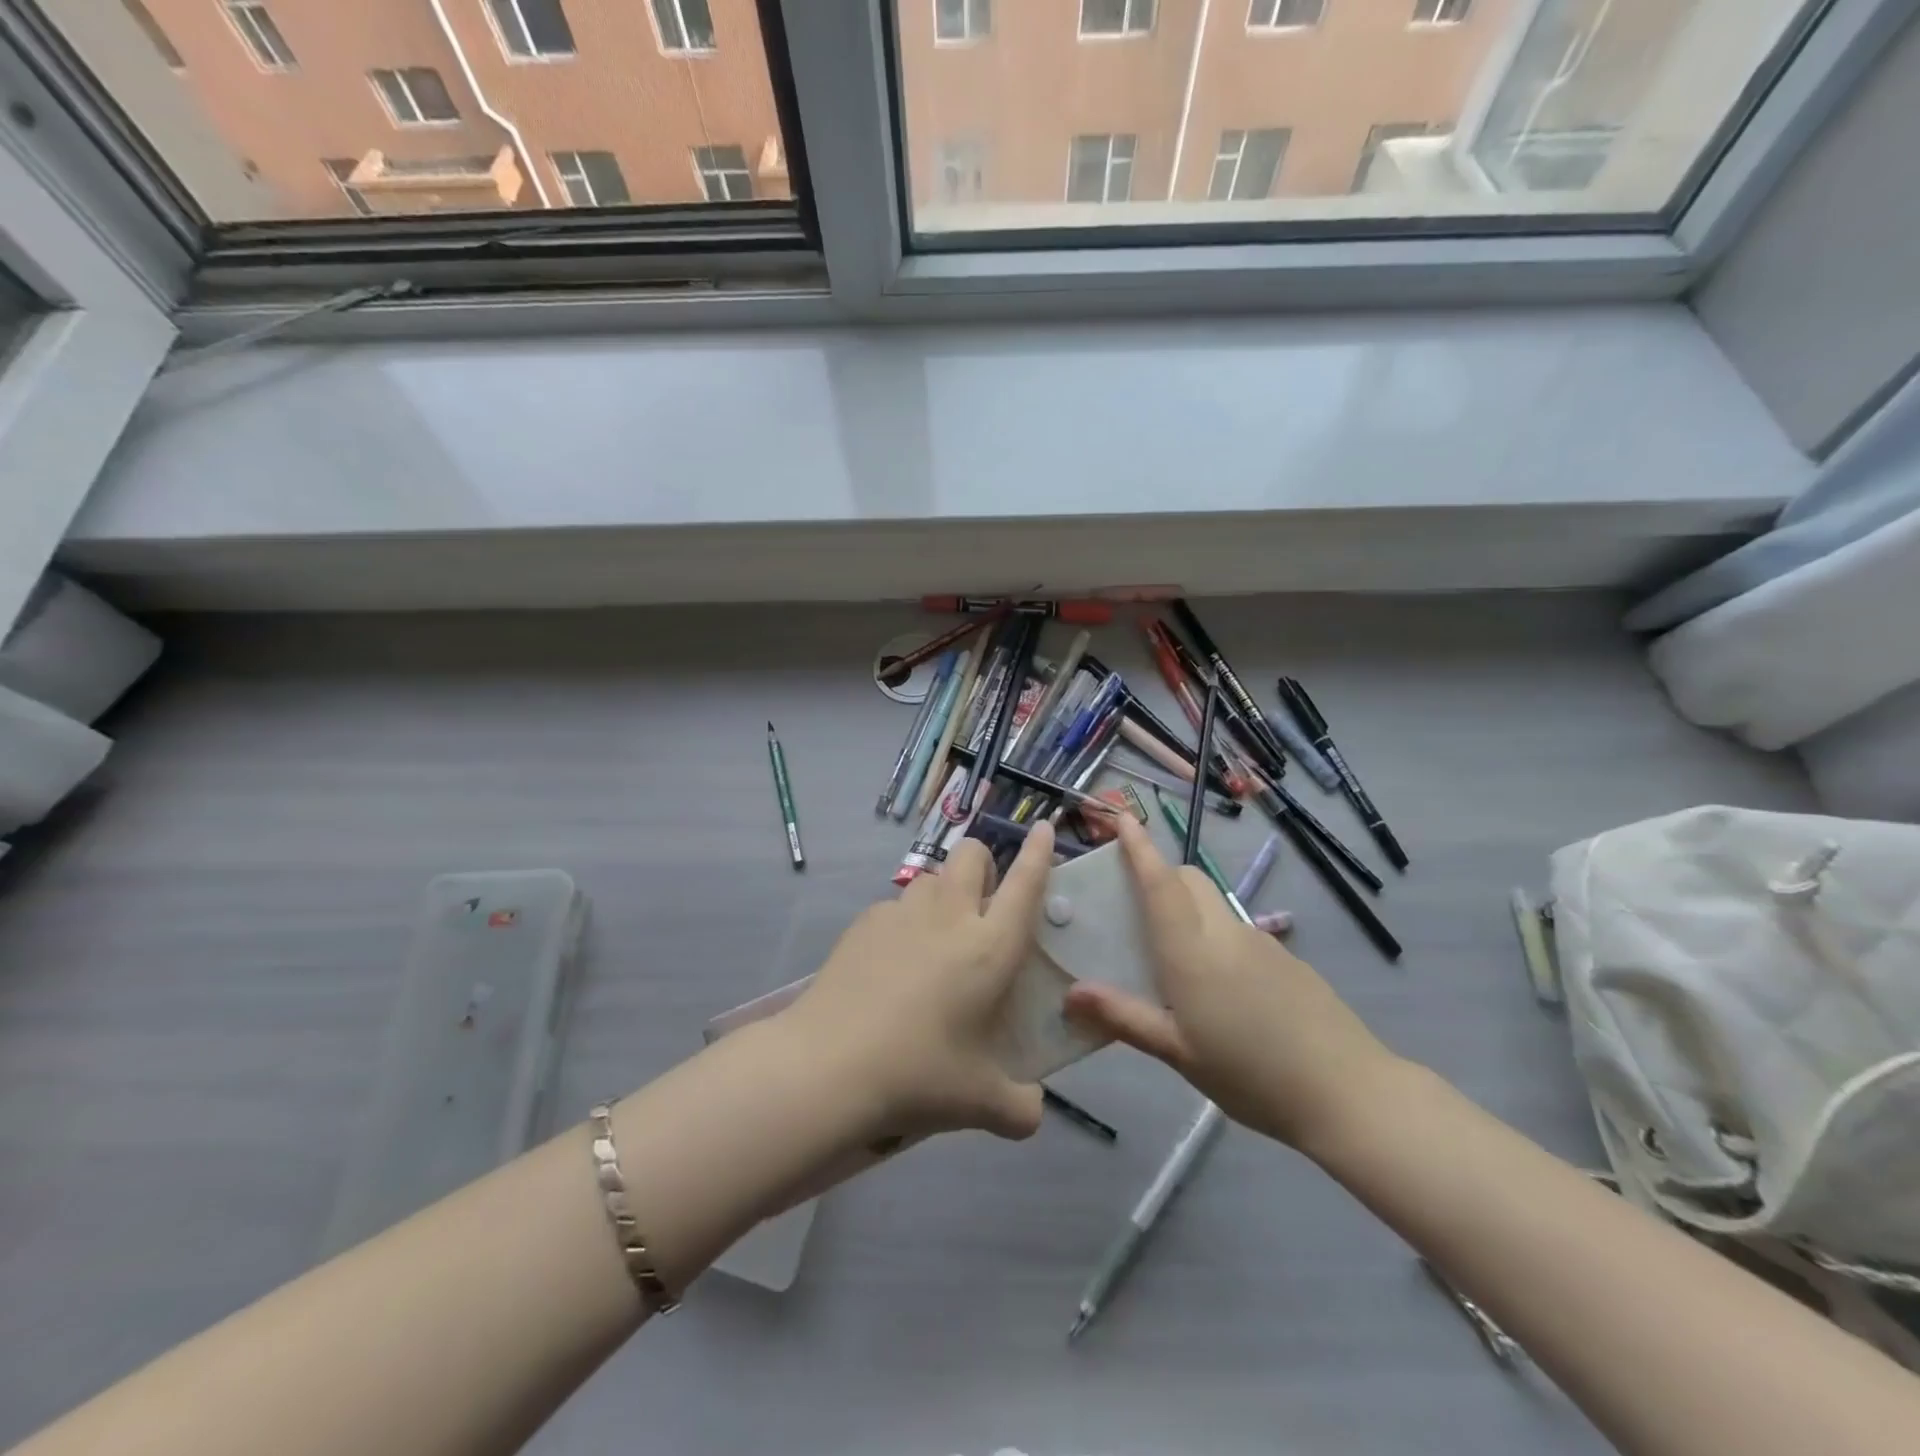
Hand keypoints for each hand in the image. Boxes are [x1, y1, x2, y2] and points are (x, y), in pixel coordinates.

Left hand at [781, 826, 1053, 1142]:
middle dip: (984, 864)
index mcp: (989, 946)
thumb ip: (1020, 1107)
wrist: (828, 1066)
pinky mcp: (863, 923)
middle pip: (971, 854)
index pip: (1024, 883)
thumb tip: (1031, 1111)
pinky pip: (894, 907)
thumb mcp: (981, 1103)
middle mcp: (949, 916)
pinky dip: (904, 923)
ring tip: (936, 941)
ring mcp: (900, 913)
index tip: (1045, 828)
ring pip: (930, 877)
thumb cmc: (918, 1075)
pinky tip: (891, 967)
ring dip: (943, 894)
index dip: (1040, 852)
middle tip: (982, 906)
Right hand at [1063, 815, 1398, 1153]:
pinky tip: (1221, 991)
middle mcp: (1224, 933)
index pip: (1160, 883)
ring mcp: (1260, 942)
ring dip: (1188, 909)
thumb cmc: (1250, 1074)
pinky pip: (1238, 931)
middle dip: (1161, 875)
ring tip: (1174, 961)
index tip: (1123, 818)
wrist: (1348, 1092)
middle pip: (1189, 880)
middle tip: (1136, 909)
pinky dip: (1216, 937)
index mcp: (1191, 951)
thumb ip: (1124, 1016)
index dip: (1140, 848)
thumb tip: (1071, 993)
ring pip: (1214, 904)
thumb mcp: (1178, 1052)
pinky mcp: (1286, 959)